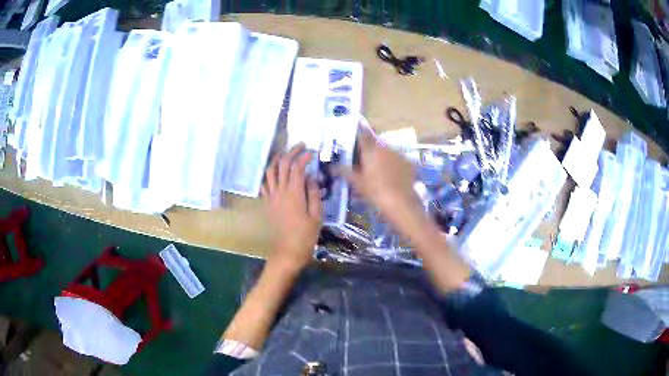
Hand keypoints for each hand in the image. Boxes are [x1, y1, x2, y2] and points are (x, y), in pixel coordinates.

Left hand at [262, 144, 322, 272]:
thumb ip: (314, 194)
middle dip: (291, 152)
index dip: (304, 157)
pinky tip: (276, 173)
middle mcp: (280, 191)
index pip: (297, 167)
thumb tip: (311, 177)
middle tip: (301, 146)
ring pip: (270, 171)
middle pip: (282, 164)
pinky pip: (265, 184)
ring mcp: (271, 197)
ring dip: (277, 159)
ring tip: (286, 154)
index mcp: (294, 194)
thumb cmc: (306, 236)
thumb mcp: (316, 215)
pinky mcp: (267, 204)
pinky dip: (270, 174)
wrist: (287, 252)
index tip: (312, 153)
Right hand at [344, 120, 425, 232]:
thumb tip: (332, 167)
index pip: (362, 134)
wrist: (402, 204)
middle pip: (374, 143)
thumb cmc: (376, 192)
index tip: (352, 136)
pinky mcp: (408, 163)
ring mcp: (399, 154)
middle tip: (362, 161)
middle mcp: (386, 147)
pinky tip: (390, 176)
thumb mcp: (358, 183)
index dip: (357, 133)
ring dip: (380, 157)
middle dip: (368, 150)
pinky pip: (396, 159)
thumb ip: (345, 172)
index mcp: (371, 149)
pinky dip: (392, 164)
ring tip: (376, 171)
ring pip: (386, 151)